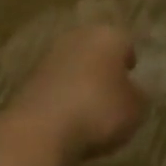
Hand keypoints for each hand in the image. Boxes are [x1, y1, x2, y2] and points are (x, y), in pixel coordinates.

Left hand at [0, 23, 144, 165]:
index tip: (132, 75)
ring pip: (73, 65)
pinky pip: (55, 85)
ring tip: (90, 107)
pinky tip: (69, 117)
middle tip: (112, 88)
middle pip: (95, 49)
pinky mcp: (28, 79)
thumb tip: (132, 91)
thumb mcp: (135, 109)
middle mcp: (76, 38)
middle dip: (103, 66)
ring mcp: (49, 57)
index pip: (125, 42)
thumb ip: (137, 96)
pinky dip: (63, 96)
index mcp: (107, 36)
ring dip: (80, 80)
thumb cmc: (99, 111)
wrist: (41, 129)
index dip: (129, 60)